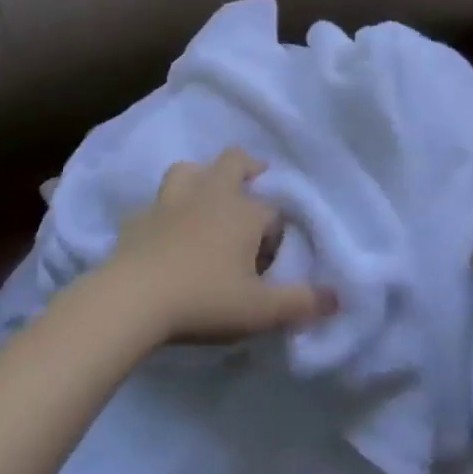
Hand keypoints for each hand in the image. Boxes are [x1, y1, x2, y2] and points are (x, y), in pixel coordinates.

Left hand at [105, 147, 336, 343]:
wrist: (134, 298)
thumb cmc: (205, 300)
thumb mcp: (261, 311)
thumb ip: (301, 303)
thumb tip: (338, 298)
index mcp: (243, 212)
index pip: (272, 212)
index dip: (275, 234)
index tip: (270, 262)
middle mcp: (210, 194)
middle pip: (233, 162)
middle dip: (248, 167)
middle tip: (255, 178)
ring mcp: (170, 201)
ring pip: (189, 170)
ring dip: (201, 177)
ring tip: (206, 196)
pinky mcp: (139, 217)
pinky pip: (156, 205)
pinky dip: (164, 212)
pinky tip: (164, 231)